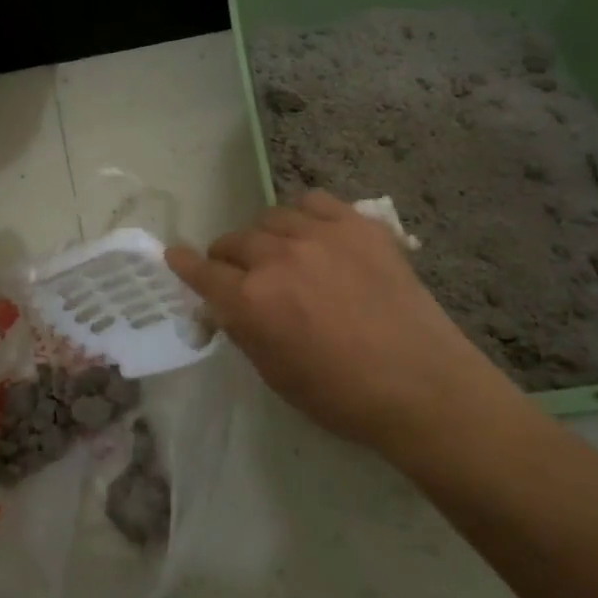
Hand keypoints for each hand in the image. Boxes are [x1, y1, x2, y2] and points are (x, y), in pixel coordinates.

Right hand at [167, 192, 523, 454]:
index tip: (176, 257)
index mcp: (251, 301)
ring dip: (265, 236)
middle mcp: (278, 257)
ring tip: (280, 253)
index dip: (184, 264)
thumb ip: (244, 329)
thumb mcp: (274, 374)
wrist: (421, 384)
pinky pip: (314, 202)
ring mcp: (321, 234)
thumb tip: (227, 304)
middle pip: (234, 240)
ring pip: (271, 216)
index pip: (202, 272)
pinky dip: (304, 216)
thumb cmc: (341, 395)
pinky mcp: (358, 224)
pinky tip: (313, 234)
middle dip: (229, 259)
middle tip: (241, 275)